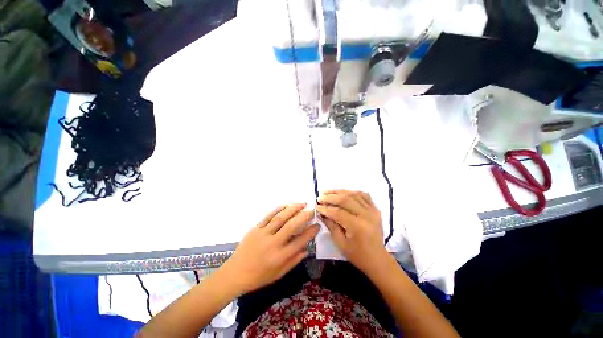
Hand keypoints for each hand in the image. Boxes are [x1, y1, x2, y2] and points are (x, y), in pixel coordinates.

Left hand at [221, 203, 319, 294]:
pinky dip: (279, 209)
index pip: (300, 241)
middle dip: (304, 215)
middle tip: (312, 210)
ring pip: (281, 217)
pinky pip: (268, 216)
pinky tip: (286, 205)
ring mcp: (263, 234)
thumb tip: (306, 248)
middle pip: (292, 225)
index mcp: (280, 256)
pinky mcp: (255, 228)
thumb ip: (294, 261)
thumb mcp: (279, 274)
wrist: (235, 273)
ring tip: (302, 203)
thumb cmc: (259, 277)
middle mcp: (273, 243)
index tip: (317, 224)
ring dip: (293, 208)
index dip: (311, 232)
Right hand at [316, 190, 387, 273]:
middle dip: (331, 197)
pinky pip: (363, 195)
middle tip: (320, 197)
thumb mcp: (341, 243)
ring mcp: (373, 210)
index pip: (338, 212)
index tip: (316, 206)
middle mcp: (366, 215)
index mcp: (358, 226)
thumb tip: (321, 212)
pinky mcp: (375, 209)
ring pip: (354, 194)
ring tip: (328, 192)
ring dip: (340, 192)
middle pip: (346, 200)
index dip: (326, 209)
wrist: (378, 259)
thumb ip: (331, 226)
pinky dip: (352, 192)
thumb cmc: (358, 255)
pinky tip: (344, 193)